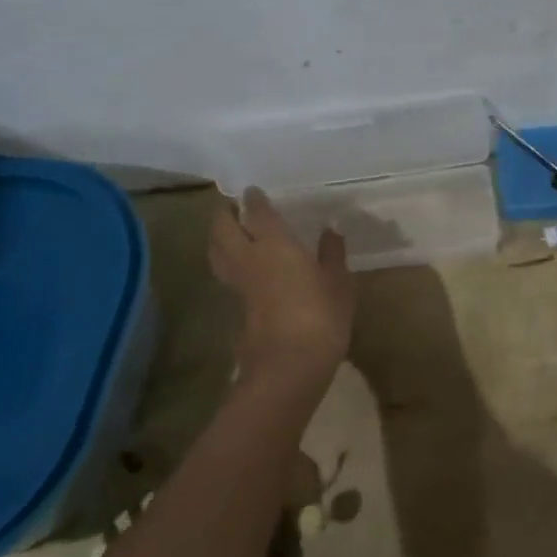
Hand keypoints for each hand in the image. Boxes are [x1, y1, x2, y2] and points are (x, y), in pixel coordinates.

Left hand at [209, 189, 354, 385]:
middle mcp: (250, 258)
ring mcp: (239, 285)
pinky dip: (227, 262)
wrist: (289, 365)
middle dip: (224, 215)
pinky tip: (241, 266)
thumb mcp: (338, 282)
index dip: (254, 200)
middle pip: (224, 229)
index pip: (258, 213)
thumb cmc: (320, 315)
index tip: (252, 191)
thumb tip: (330, 231)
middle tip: (230, 206)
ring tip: (227, 231)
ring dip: (218, 238)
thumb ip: (332, 254)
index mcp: (274, 243)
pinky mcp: (237, 308)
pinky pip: (226, 274)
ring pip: (217, 252)